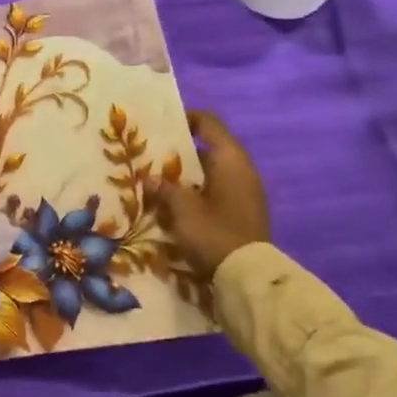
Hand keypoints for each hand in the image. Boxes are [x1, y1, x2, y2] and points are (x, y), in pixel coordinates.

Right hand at [154, 111, 270, 283]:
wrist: (248, 278)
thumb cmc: (214, 232)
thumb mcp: (181, 208)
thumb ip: (164, 188)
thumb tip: (150, 178)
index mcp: (230, 159)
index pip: (208, 123)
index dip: (184, 118)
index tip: (159, 125)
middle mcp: (241, 170)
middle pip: (206, 149)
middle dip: (177, 152)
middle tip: (148, 157)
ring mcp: (244, 192)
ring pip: (209, 172)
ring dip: (184, 176)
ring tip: (155, 182)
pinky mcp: (242, 212)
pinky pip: (214, 191)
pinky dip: (194, 192)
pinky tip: (172, 204)